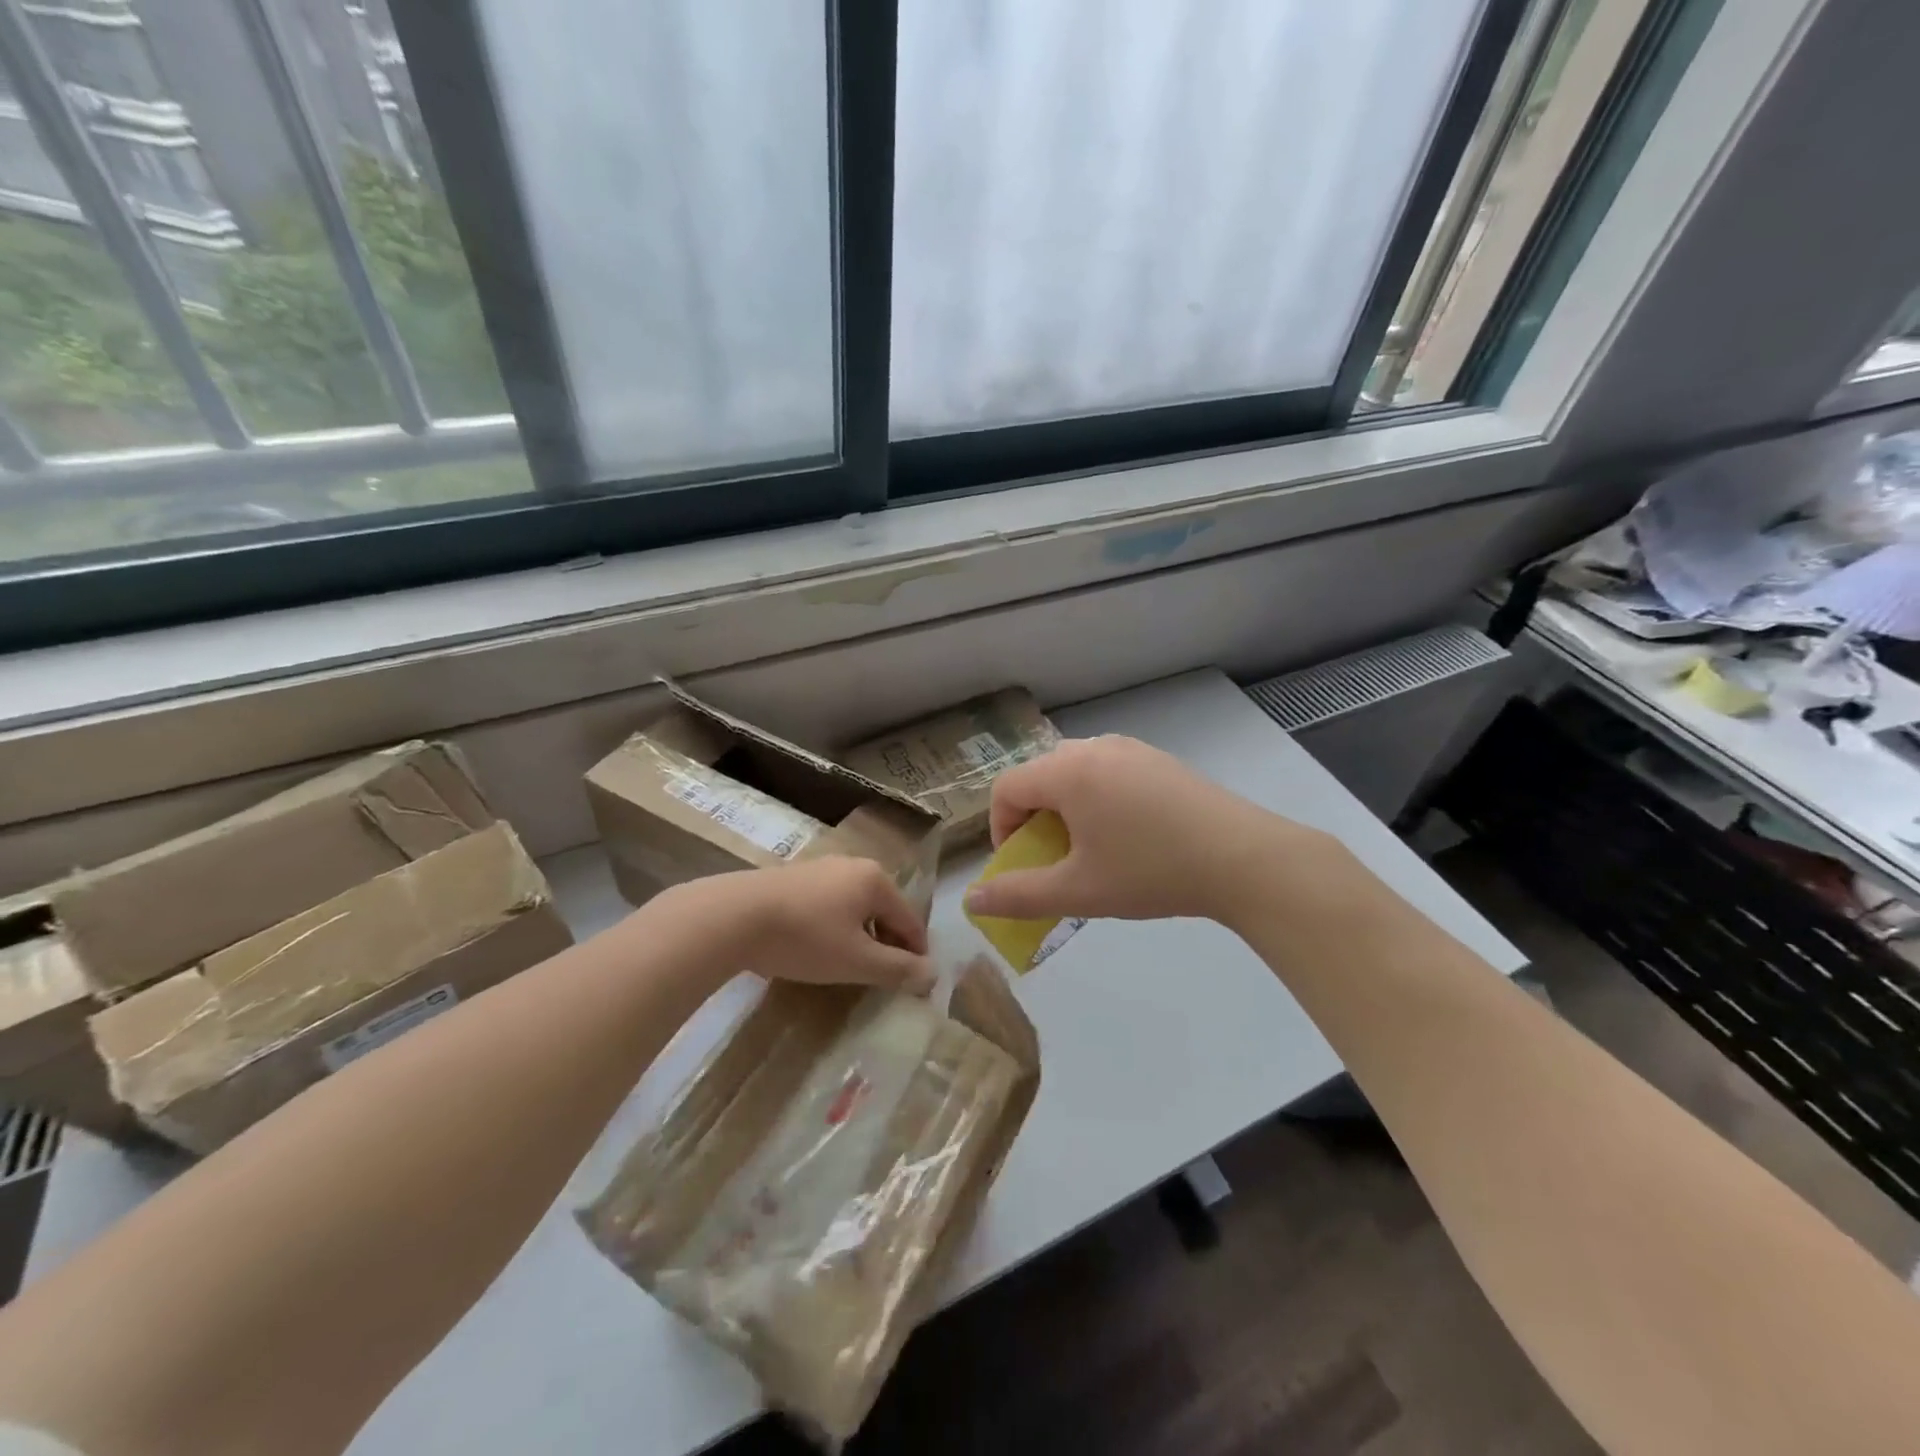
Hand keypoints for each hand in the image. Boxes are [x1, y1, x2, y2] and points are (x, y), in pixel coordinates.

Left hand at [672, 856, 934, 994]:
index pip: (910, 919)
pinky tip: (819, 948)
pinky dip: (835, 927)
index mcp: (875, 880)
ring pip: (855, 907)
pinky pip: (829, 905)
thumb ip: (898, 969)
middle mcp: (852, 866)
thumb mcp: (857, 960)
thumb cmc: (805, 938)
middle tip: (884, 977)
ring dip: (860, 936)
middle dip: (888, 943)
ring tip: (852, 966)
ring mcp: (820, 868)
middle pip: (884, 910)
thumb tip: (932, 974)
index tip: (917, 982)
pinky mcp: (793, 878)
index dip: (917, 952)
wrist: (733, 917)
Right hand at [964, 735, 1336, 927]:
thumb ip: (1018, 895)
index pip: (1006, 789)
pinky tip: (1130, 836)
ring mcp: (1131, 749)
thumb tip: (971, 901)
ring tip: (1091, 849)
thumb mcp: (1078, 891)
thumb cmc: (1150, 872)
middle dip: (1034, 820)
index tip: (1023, 866)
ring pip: (1075, 773)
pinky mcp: (1159, 760)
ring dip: (1066, 810)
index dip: (1001, 830)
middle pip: (1040, 777)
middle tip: (1055, 859)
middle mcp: (1094, 747)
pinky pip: (1108, 772)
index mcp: (1067, 770)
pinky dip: (1098, 800)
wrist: (1244, 858)